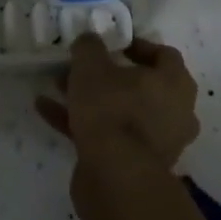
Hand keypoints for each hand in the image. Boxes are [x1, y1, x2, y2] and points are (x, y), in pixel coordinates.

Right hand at [36, 35, 200, 176]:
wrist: (116, 180)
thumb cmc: (113, 110)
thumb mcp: (92, 67)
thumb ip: (89, 47)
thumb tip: (89, 40)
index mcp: (175, 84)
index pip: (163, 55)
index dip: (137, 45)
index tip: (111, 44)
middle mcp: (174, 113)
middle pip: (139, 85)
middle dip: (106, 74)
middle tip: (79, 65)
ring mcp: (156, 143)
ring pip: (120, 111)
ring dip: (89, 98)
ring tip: (55, 85)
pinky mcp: (134, 166)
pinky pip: (107, 136)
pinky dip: (79, 122)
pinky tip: (45, 110)